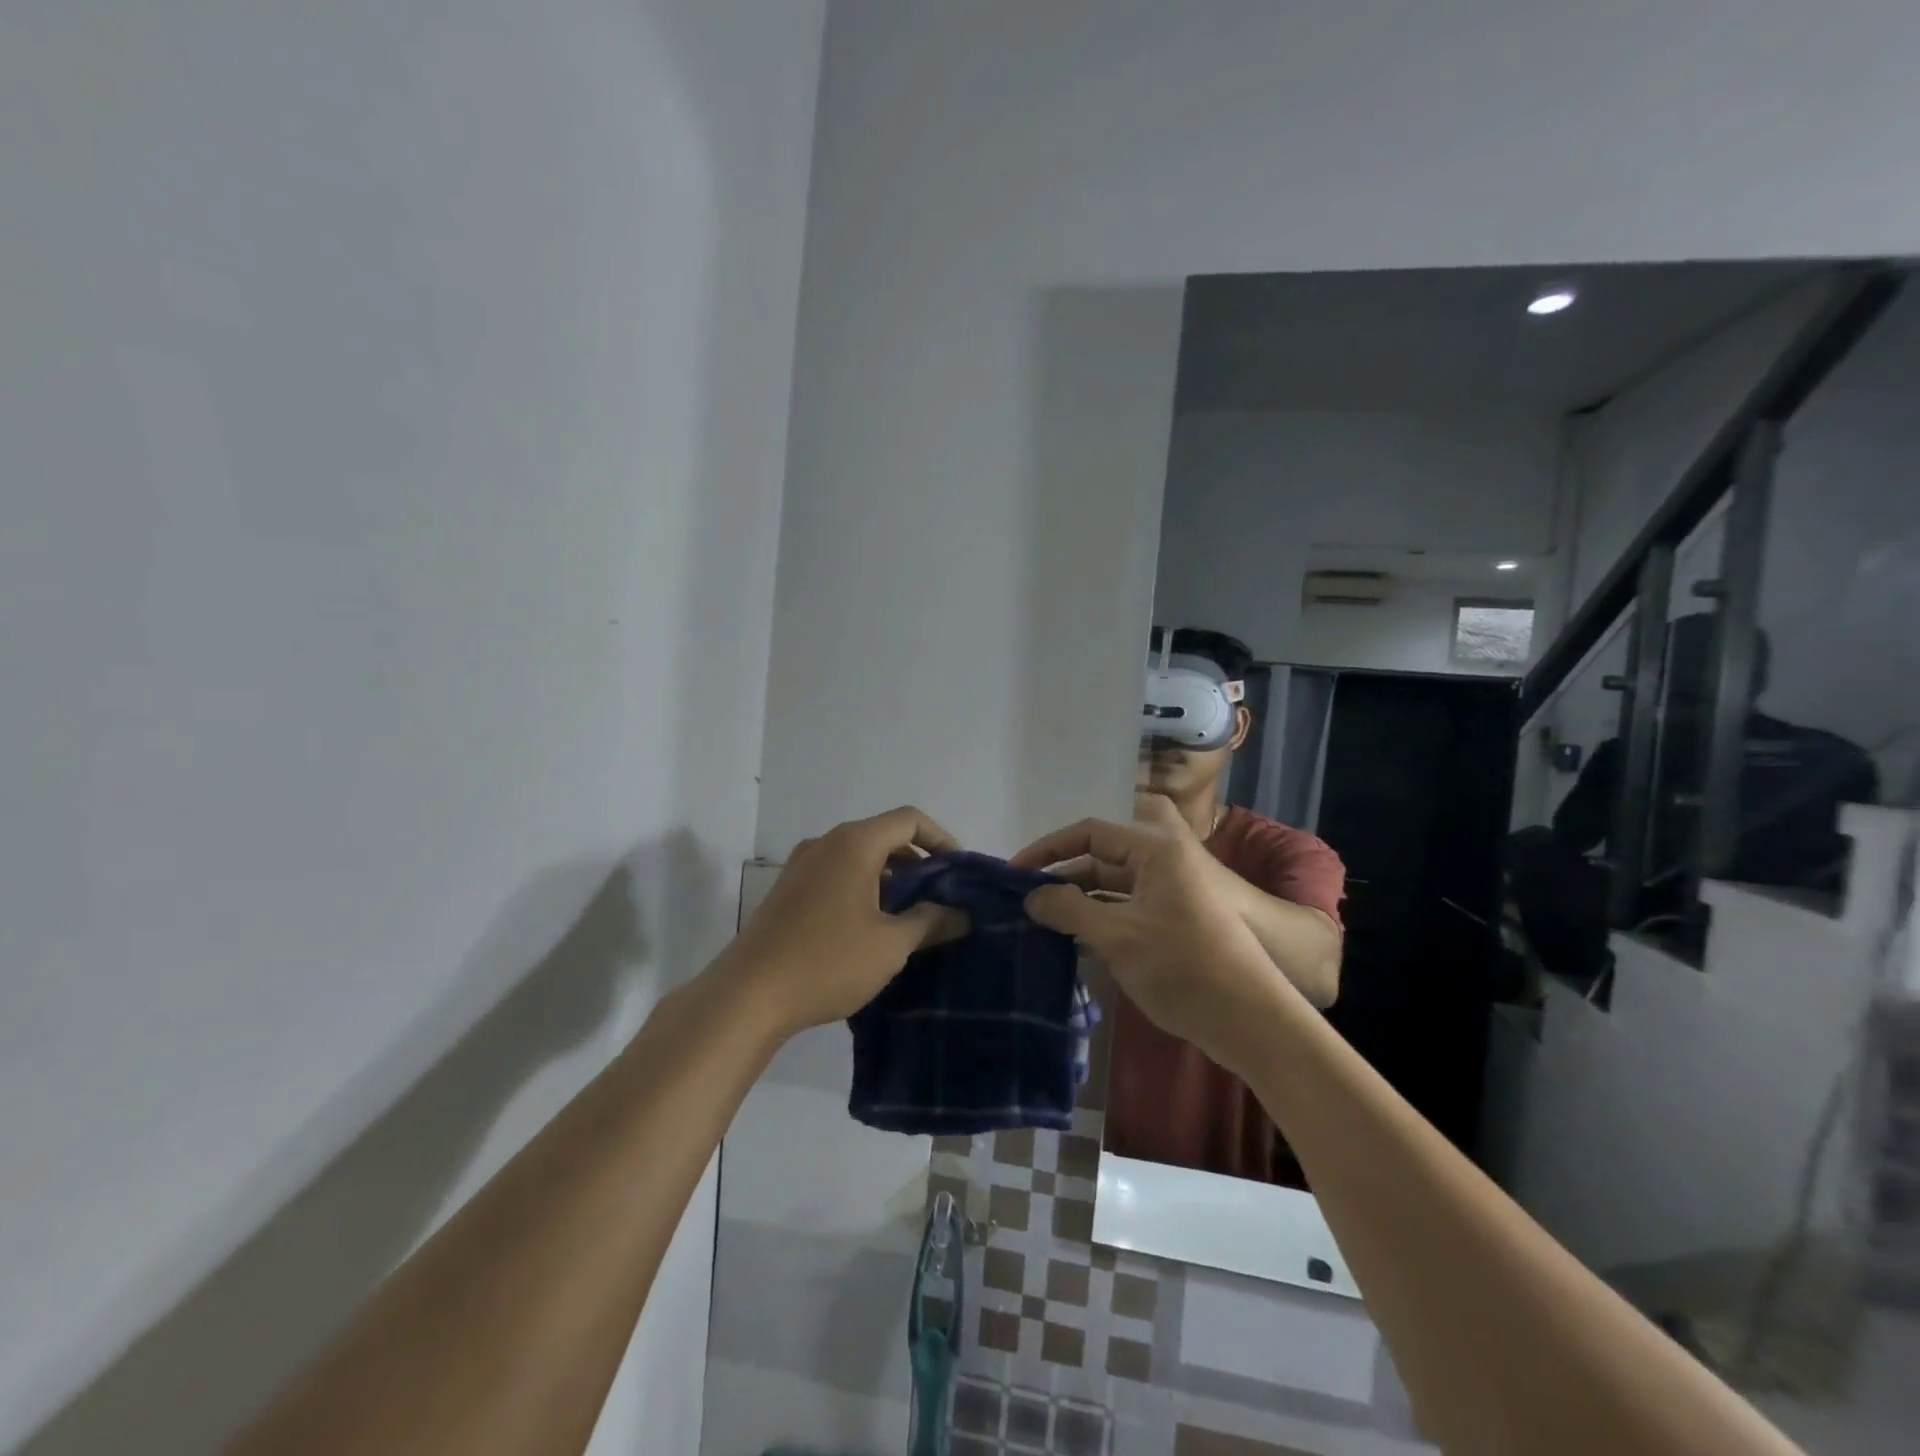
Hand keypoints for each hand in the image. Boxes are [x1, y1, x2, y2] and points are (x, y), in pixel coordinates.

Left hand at [723, 806, 967, 1037]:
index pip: (909, 820)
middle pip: (884, 836)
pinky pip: (836, 875)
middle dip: (917, 862)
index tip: (959, 872)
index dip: (942, 839)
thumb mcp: (891, 944)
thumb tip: (961, 914)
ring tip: (910, 917)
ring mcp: (801, 866)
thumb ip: (931, 922)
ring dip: (890, 878)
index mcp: (854, 843)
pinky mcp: (787, 891)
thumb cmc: (829, 961)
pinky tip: (870, 928)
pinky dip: (863, 889)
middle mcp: (826, 843)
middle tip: (940, 898)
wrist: (749, 995)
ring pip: (859, 858)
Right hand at [1010, 799, 1290, 1070]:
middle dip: (1061, 877)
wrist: (1252, 1022)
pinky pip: (1125, 909)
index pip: (1090, 832)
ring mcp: (1170, 893)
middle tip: (1022, 901)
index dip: (1048, 849)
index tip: (1014, 872)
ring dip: (1077, 901)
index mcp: (1156, 849)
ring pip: (1111, 887)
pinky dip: (1098, 919)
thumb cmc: (1183, 967)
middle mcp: (1163, 862)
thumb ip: (1069, 909)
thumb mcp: (1118, 935)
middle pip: (1100, 858)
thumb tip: (1031, 897)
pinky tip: (1070, 940)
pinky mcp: (1172, 923)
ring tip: (1038, 922)